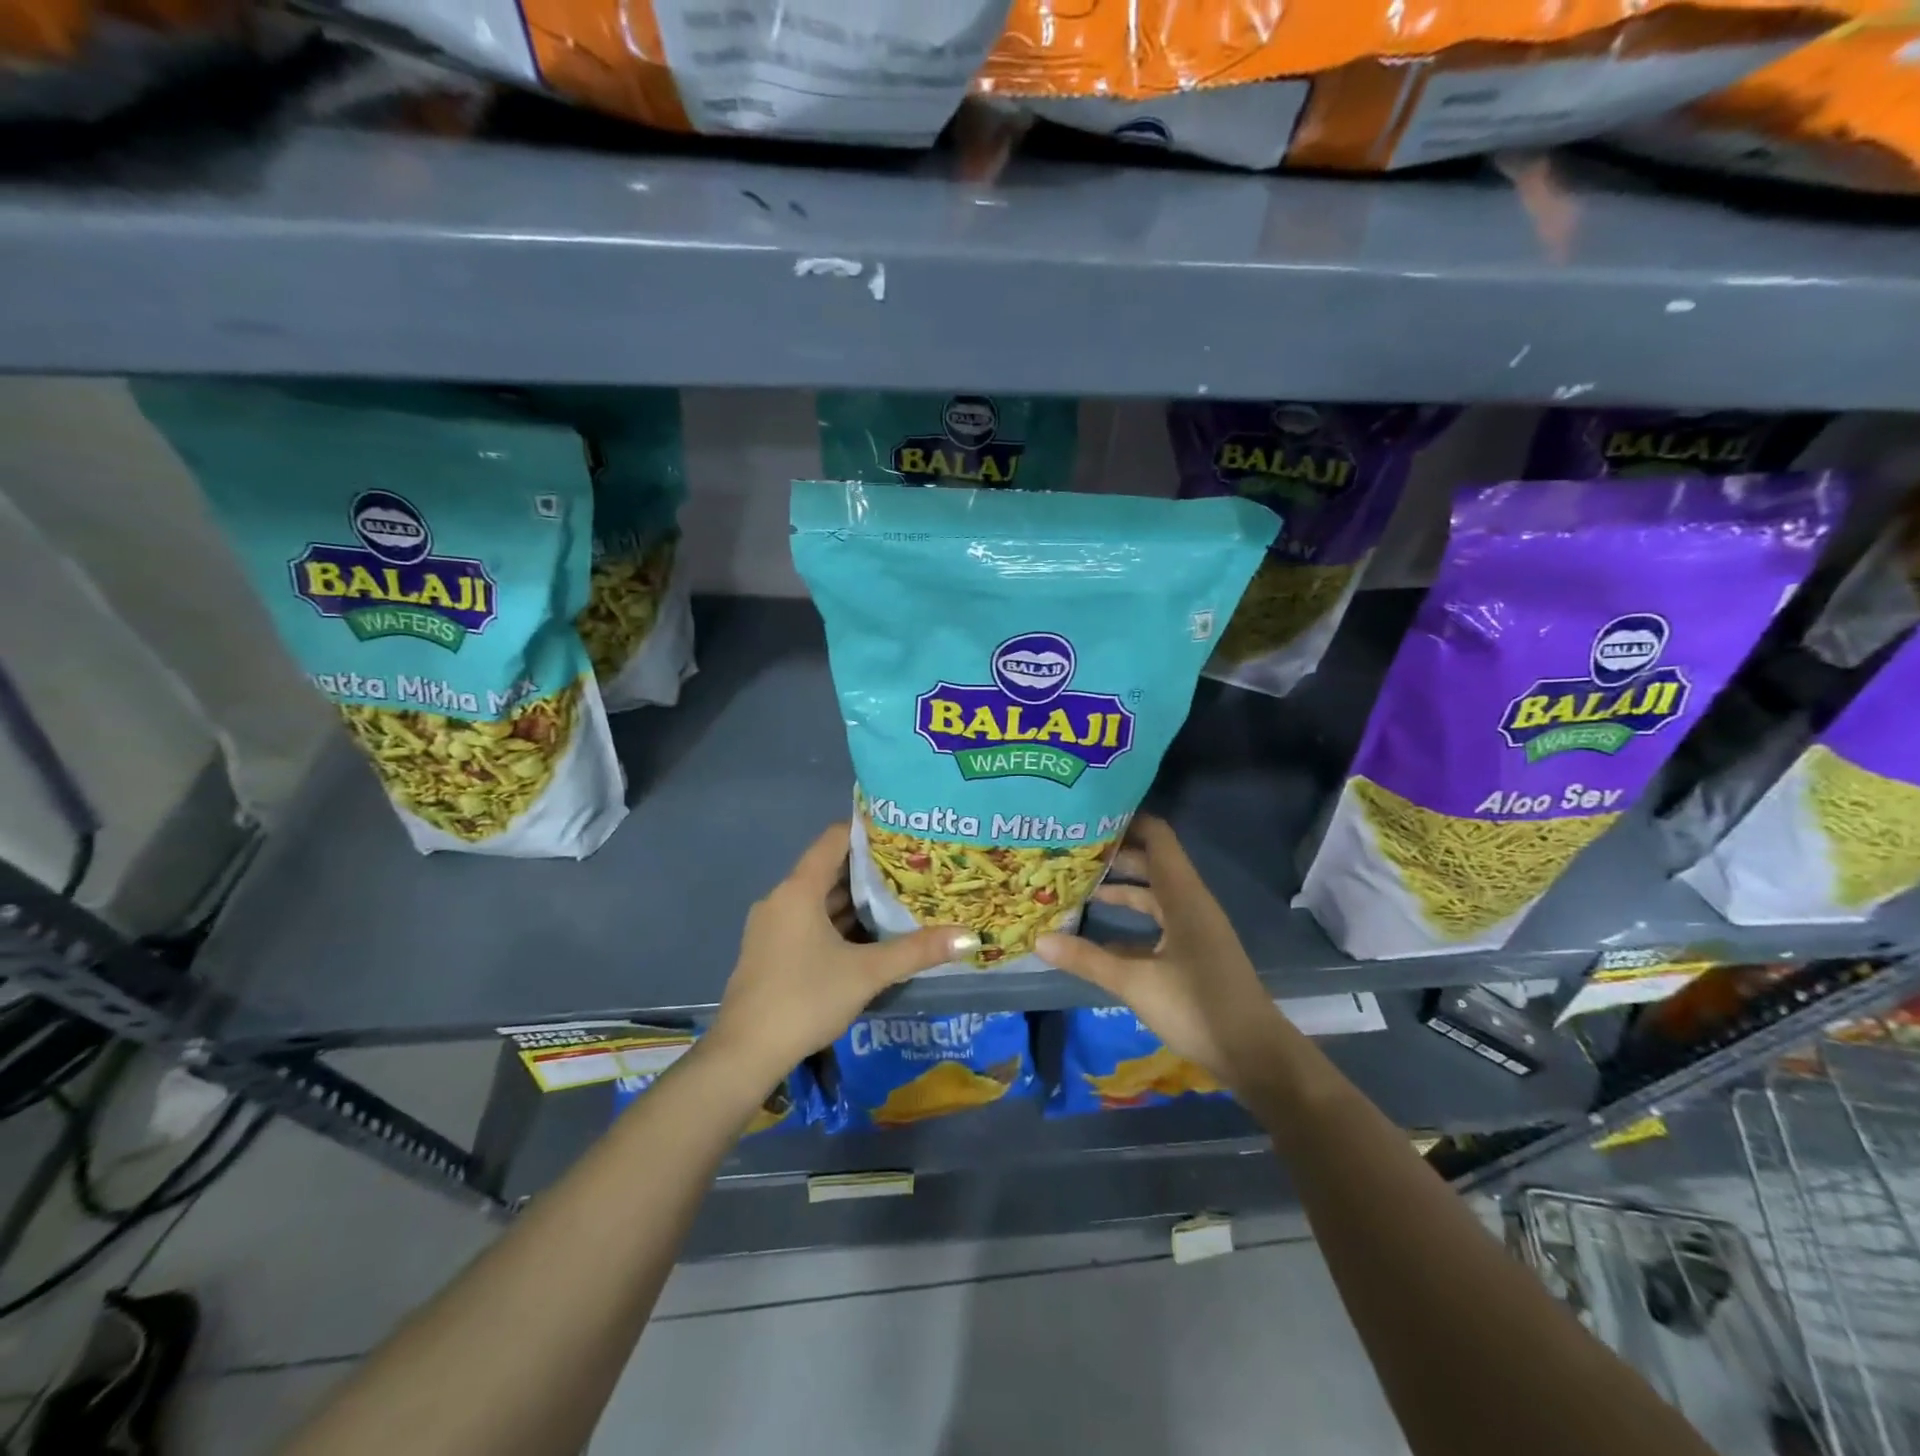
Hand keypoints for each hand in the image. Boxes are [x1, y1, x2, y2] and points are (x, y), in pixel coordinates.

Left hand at [709, 824, 976, 1084]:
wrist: (745, 1054)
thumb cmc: (805, 999)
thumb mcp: (867, 973)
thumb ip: (917, 951)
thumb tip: (970, 938)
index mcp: (798, 890)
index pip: (835, 839)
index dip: (868, 831)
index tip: (904, 832)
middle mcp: (781, 899)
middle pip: (829, 869)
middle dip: (870, 869)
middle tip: (914, 866)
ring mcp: (773, 926)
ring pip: (820, 900)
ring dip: (856, 899)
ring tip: (901, 896)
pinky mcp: (771, 951)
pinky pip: (810, 922)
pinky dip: (839, 922)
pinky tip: (871, 935)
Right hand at [1038, 816, 1287, 1089]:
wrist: (1254, 1055)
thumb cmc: (1198, 1007)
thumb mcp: (1135, 983)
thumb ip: (1087, 959)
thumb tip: (1038, 940)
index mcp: (1183, 896)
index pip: (1157, 837)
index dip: (1127, 820)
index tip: (1089, 815)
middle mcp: (1189, 902)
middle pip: (1151, 863)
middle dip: (1114, 855)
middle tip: (1071, 849)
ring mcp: (1193, 928)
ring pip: (1152, 894)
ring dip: (1120, 888)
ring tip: (1076, 885)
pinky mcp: (1192, 952)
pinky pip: (1156, 923)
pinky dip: (1129, 921)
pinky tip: (1097, 934)